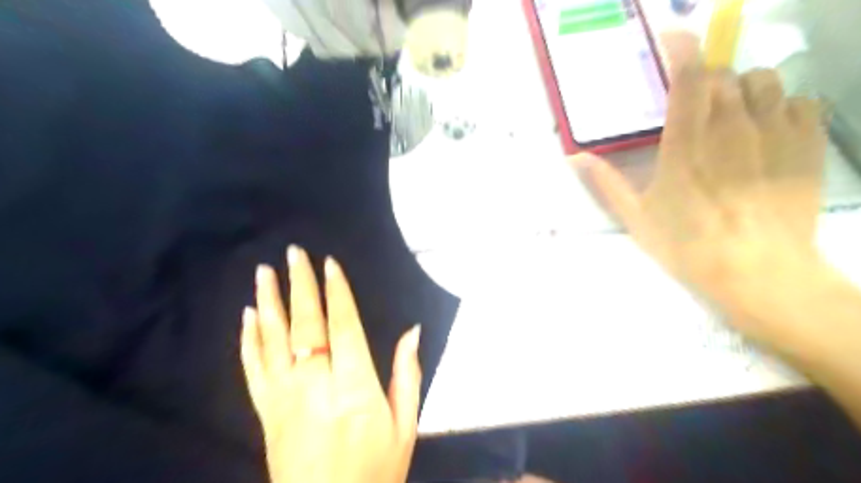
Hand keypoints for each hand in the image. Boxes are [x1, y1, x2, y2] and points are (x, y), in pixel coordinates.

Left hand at [240, 246, 422, 482]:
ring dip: (268, 302)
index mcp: (354, 386)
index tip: (329, 263)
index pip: (343, 326)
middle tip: (293, 253)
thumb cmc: (375, 471)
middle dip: (300, 284)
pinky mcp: (265, 412)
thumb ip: (406, 375)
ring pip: (272, 340)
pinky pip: (252, 368)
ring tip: (263, 271)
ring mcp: (284, 397)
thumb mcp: (405, 426)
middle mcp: (315, 384)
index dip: (336, 291)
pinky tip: (248, 315)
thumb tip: (412, 331)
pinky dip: (248, 339)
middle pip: (305, 324)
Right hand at [578, 32, 827, 345]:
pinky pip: (798, 101)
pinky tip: (765, 129)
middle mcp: (732, 127)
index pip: (688, 76)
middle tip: (692, 104)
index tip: (669, 37)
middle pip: (723, 75)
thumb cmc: (688, 245)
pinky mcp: (806, 145)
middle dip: (704, 79)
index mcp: (686, 144)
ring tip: (729, 114)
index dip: (679, 47)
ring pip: (763, 80)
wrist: (759, 273)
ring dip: (742, 88)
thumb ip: (606, 182)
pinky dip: (778, 105)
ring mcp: (774, 133)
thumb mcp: (636, 217)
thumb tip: (575, 158)